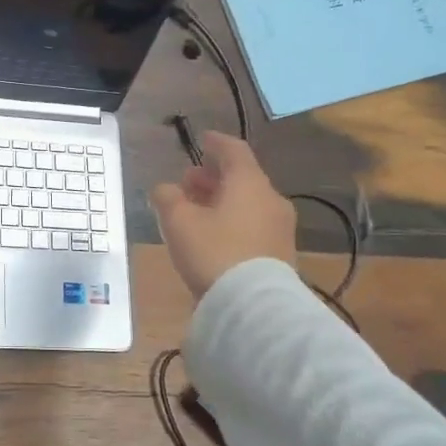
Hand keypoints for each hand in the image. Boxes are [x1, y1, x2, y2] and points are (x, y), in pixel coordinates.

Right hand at [150, 132, 296, 298]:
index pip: (234, 150)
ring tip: (195, 211)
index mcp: (249, 183)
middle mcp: (271, 199)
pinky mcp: (280, 254)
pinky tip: (213, 236)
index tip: (202, 139)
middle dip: (213, 177)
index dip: (216, 142)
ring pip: (248, 203)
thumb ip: (167, 197)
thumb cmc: (214, 252)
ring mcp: (280, 228)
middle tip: (188, 182)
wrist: (254, 307)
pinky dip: (232, 221)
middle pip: (241, 178)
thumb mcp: (178, 221)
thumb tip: (165, 189)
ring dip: (222, 201)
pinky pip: (253, 225)